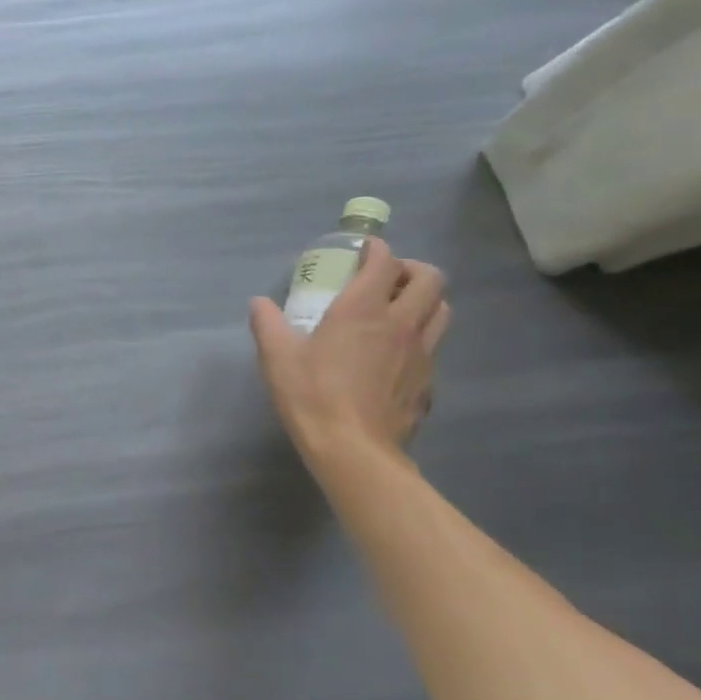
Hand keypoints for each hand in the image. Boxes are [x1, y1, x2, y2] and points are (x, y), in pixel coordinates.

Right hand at [250, 238, 450, 468]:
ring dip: (425, 299)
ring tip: (400, 309)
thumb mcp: (276, 357)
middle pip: (430, 279)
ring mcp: (422, 353)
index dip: (377, 249)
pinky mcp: (428, 381)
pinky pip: (434, 345)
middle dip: (411, 269)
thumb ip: (267, 324)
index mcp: (363, 310)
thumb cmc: (311, 396)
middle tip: (388, 278)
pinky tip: (397, 354)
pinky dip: (421, 337)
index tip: (364, 250)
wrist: (353, 449)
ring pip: (441, 309)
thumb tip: (259, 303)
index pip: (384, 263)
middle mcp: (400, 323)